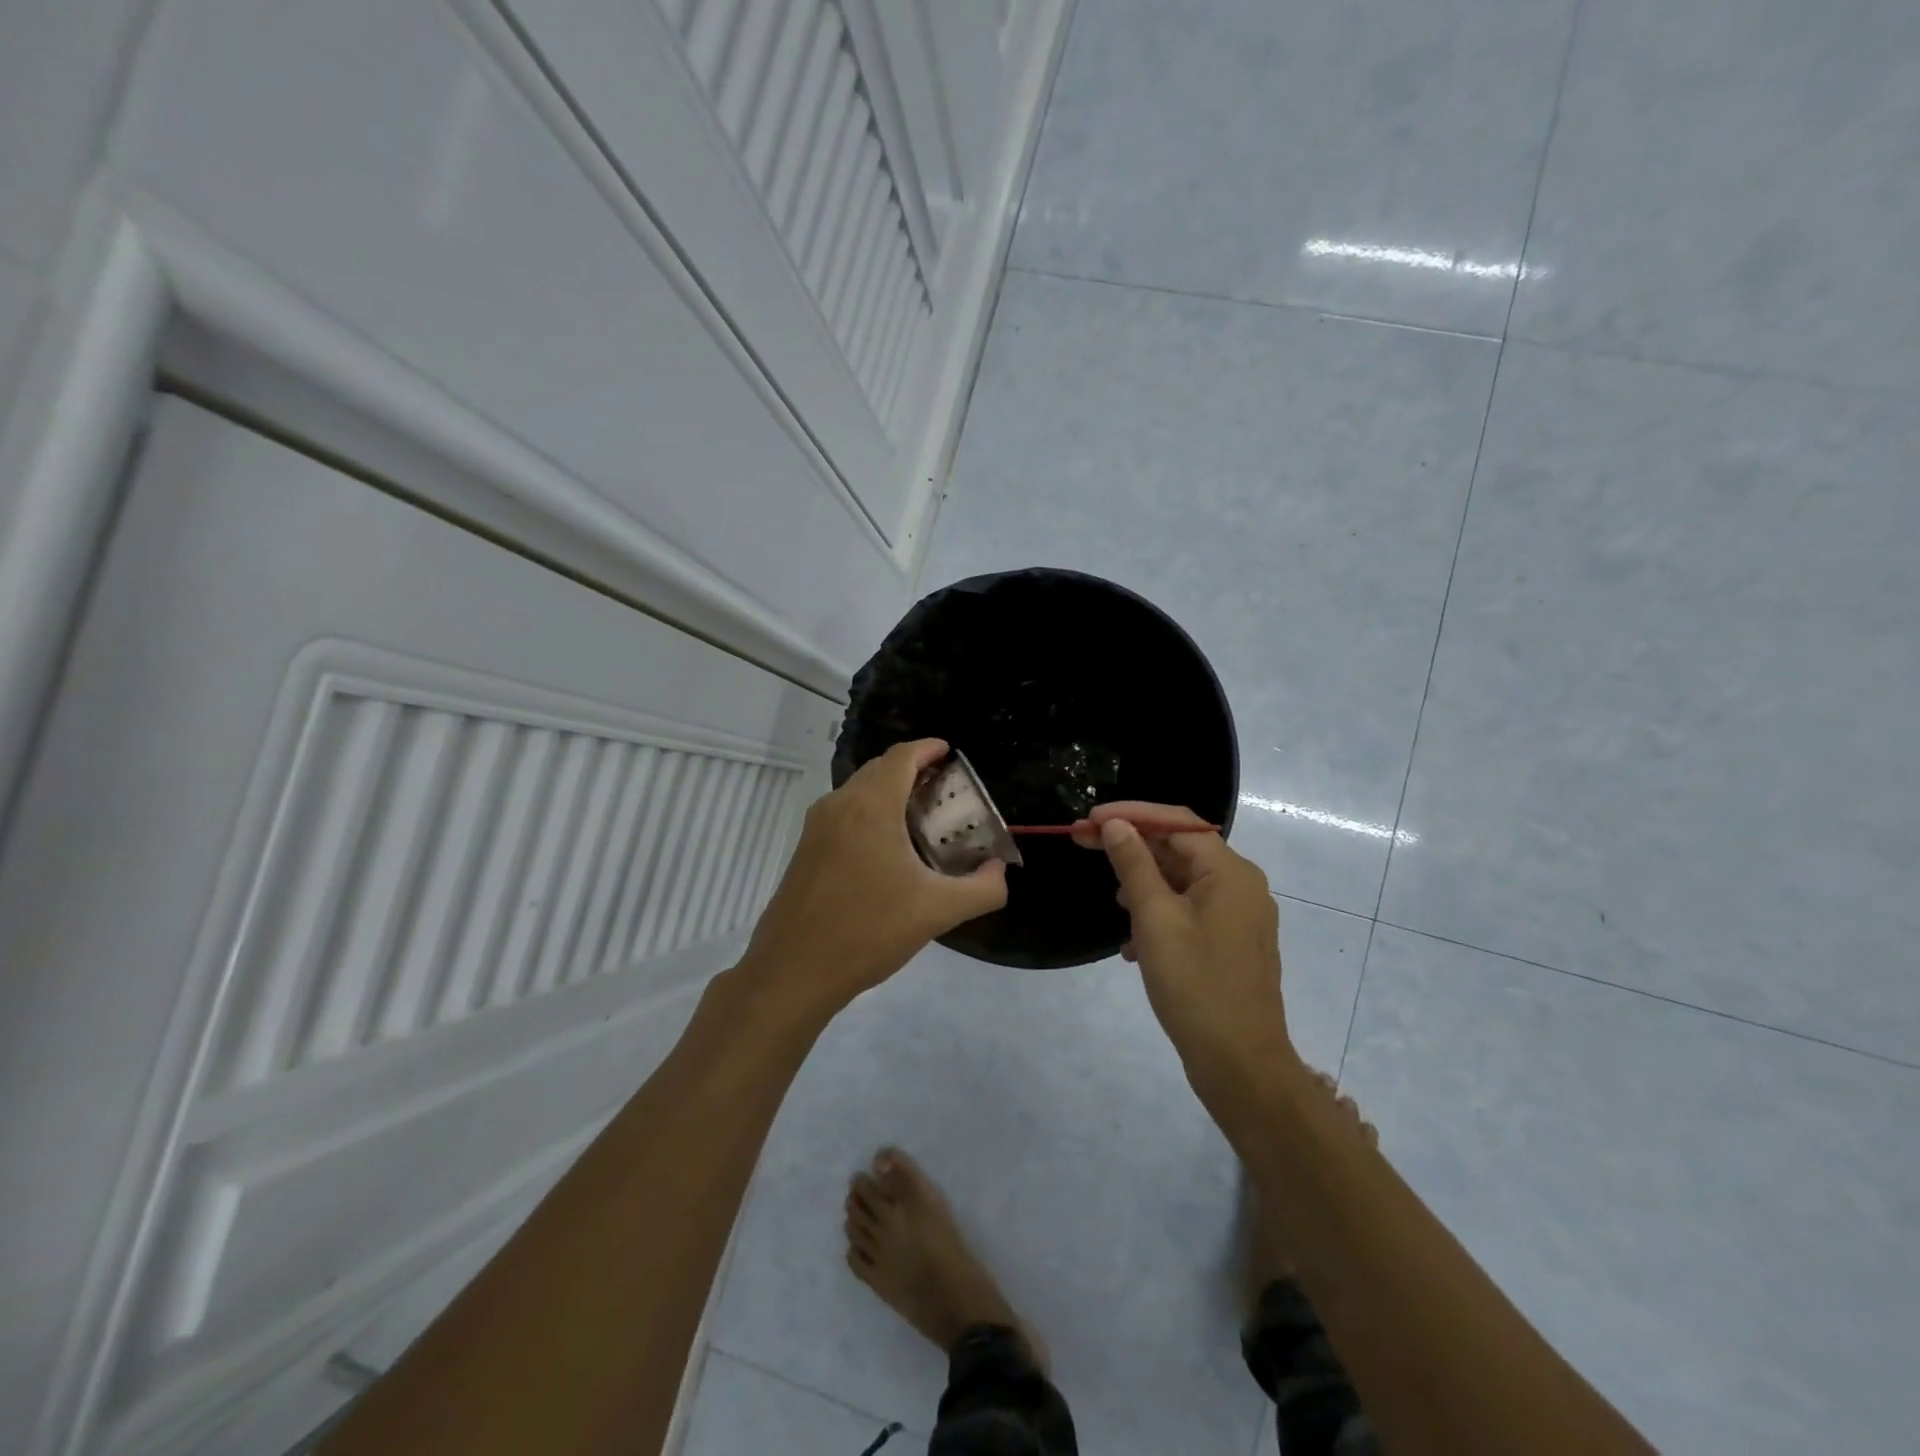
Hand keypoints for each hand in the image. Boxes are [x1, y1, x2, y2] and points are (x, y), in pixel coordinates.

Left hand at [741, 739, 1007, 1018]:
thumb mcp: (937, 911)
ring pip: (859, 791)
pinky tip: (888, 849)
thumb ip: (982, 889)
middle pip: (880, 769)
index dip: (928, 749)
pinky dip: (870, 813)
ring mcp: (817, 826)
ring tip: (922, 818)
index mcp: (871, 805)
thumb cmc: (868, 930)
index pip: (902, 756)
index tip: (951, 753)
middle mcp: (839, 804)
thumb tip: (998, 871)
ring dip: (890, 793)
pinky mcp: (805, 849)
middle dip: (913, 770)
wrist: (793, 970)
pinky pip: (844, 814)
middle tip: (945, 789)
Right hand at [1073, 802, 1294, 1086]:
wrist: (1240, 1064)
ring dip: (1143, 883)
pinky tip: (1133, 944)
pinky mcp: (1230, 943)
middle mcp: (1240, 885)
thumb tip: (1115, 824)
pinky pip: (1189, 911)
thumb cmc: (1195, 985)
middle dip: (1131, 846)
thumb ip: (1134, 866)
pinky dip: (1158, 914)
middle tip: (1083, 843)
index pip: (1177, 822)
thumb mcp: (1155, 919)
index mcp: (1230, 872)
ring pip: (1182, 881)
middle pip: (1179, 848)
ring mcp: (1238, 916)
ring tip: (1112, 900)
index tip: (1088, 820)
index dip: (1130, 814)